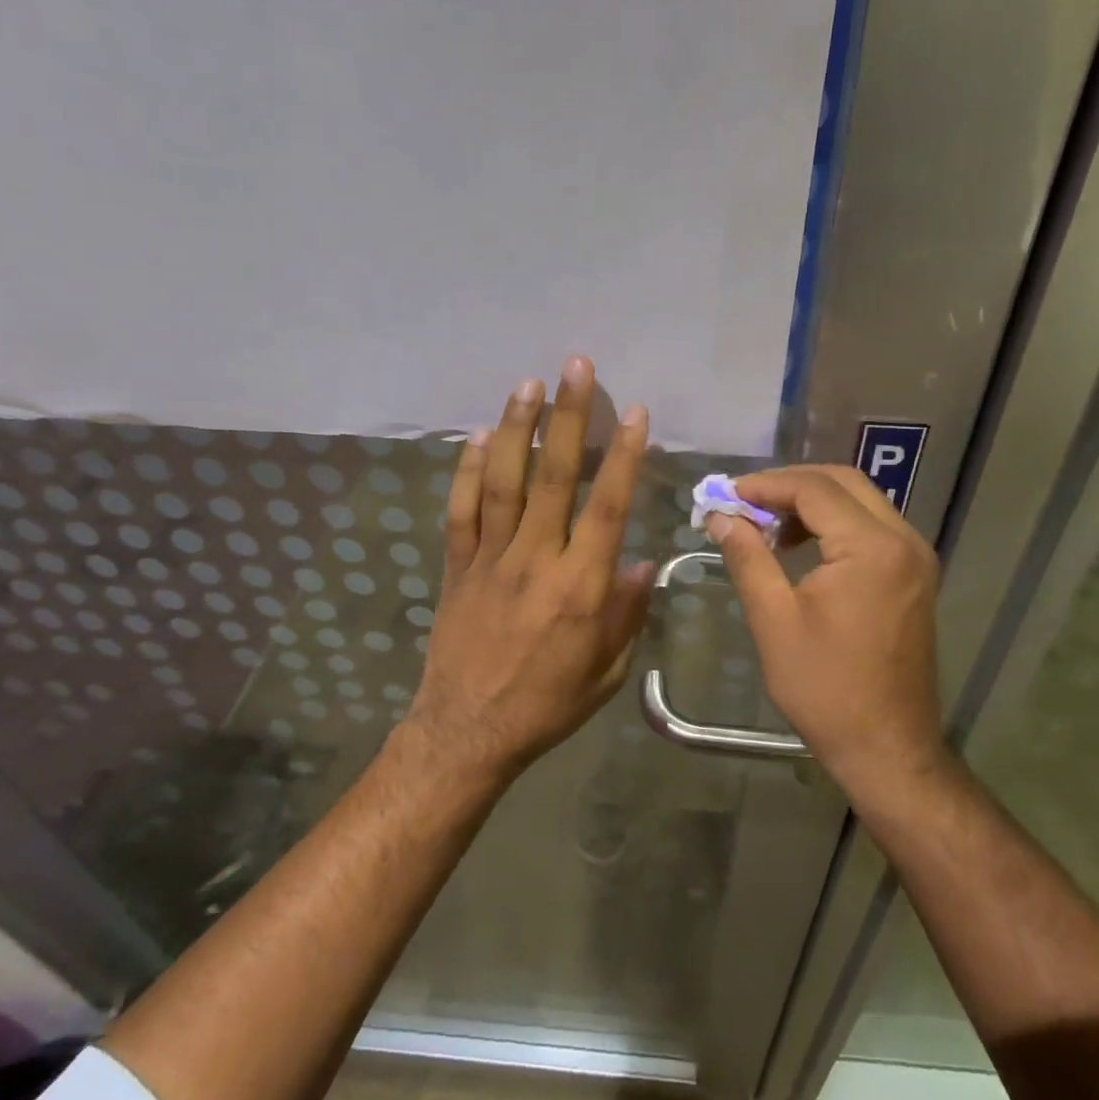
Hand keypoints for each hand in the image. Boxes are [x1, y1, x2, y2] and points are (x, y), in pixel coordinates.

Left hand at [405, 357, 655, 784]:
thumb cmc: (548, 704)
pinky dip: (466, 471)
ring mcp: (490, 559)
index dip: (622, 456)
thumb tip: (641, 562)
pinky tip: (475, 437)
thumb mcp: (607, 671)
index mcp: (580, 586)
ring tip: (527, 385)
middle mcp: (535, 560)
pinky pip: (461, 511)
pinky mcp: (457, 567)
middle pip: (553, 477)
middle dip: (568, 418)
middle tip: (574, 367)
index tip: (632, 411)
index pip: (606, 507)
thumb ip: (627, 613)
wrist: (468, 731)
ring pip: (503, 482)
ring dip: (516, 430)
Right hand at [707, 465, 945, 795]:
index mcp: (872, 547)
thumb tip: (721, 516)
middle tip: (745, 503)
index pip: (814, 489)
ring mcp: (916, 558)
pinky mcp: (915, 576)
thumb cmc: (825, 688)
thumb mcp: (774, 619)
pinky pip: (873, 528)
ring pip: (861, 502)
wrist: (886, 746)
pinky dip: (836, 524)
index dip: (766, 485)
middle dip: (790, 485)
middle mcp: (904, 540)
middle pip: (844, 483)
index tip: (726, 495)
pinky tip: (802, 546)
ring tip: (768, 525)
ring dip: (813, 502)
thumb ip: (748, 557)